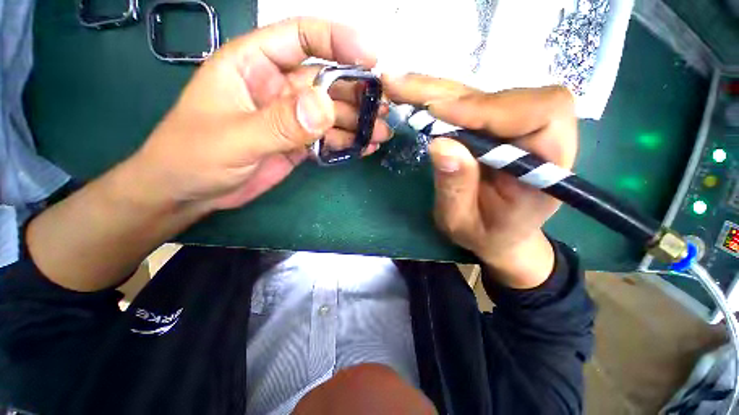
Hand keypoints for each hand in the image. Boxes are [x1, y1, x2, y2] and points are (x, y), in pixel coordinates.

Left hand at [131, 18, 391, 211]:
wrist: (192, 191)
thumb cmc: (194, 156)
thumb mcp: (234, 138)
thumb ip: (280, 123)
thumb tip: (325, 107)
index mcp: (254, 65)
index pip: (300, 37)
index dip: (337, 40)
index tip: (370, 56)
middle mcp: (278, 87)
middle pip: (327, 81)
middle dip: (358, 93)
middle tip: (384, 109)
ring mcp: (291, 118)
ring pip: (333, 113)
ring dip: (358, 122)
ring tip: (381, 133)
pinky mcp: (299, 142)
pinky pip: (329, 138)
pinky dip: (348, 142)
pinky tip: (364, 148)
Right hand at [384, 75, 577, 287]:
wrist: (499, 233)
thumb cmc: (486, 234)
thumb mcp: (463, 222)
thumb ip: (456, 188)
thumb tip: (440, 144)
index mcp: (549, 165)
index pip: (541, 112)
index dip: (488, 107)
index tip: (438, 113)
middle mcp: (540, 135)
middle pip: (501, 94)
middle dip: (446, 92)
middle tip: (399, 84)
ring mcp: (515, 127)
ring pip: (479, 94)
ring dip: (435, 90)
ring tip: (398, 86)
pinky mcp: (494, 125)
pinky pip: (468, 103)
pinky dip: (437, 98)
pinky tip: (412, 95)